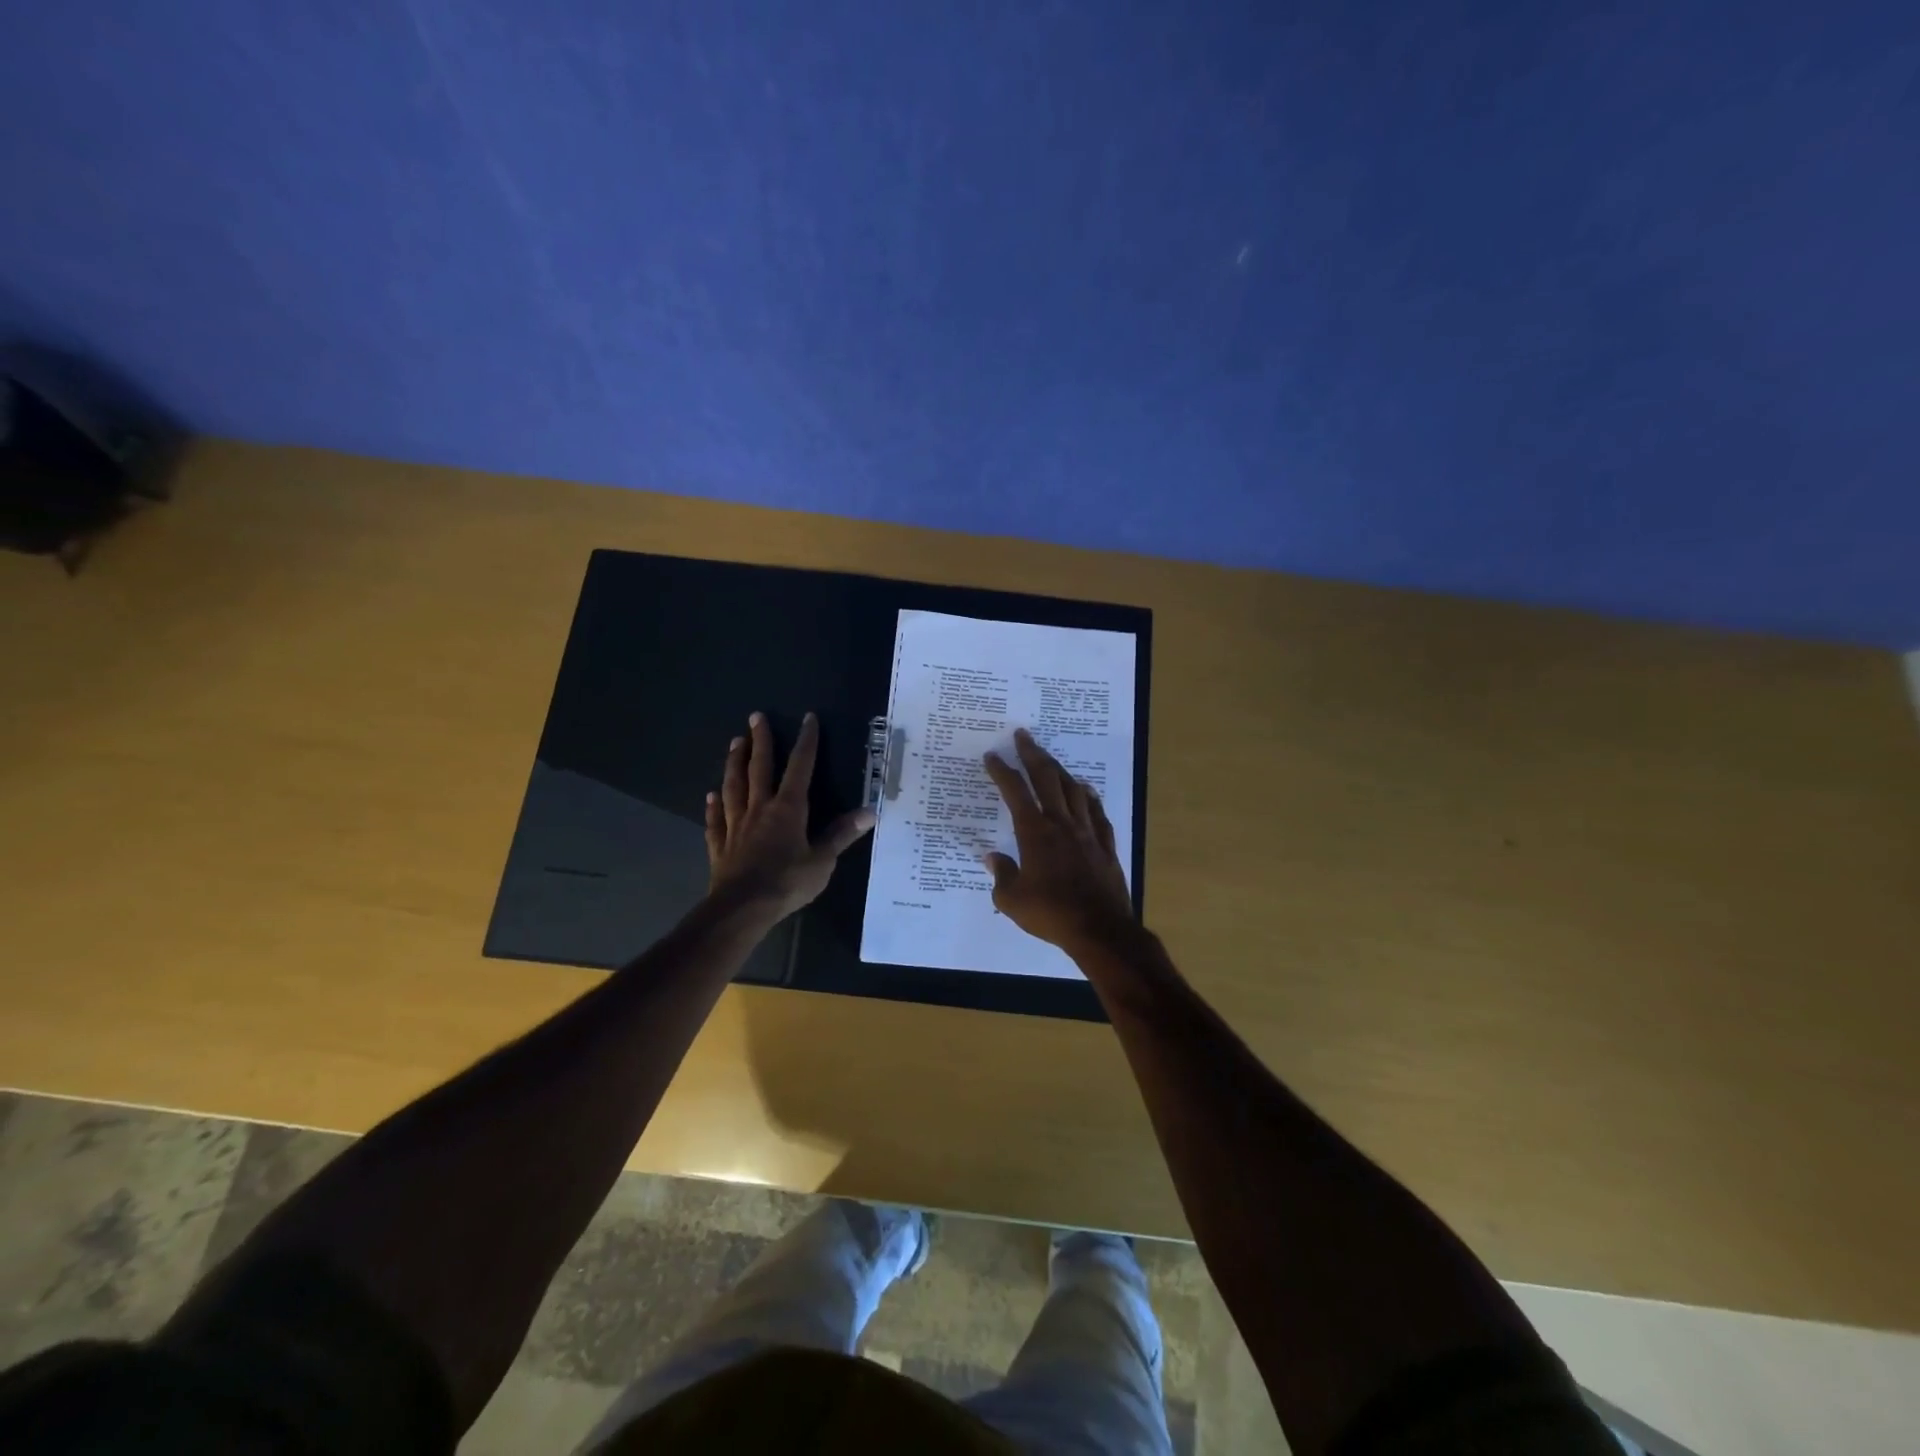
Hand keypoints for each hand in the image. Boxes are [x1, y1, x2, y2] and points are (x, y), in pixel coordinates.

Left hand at [705, 711, 873, 922]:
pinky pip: (715, 820)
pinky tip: (710, 796)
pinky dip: (713, 806)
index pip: (800, 768)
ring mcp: (736, 825)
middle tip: (755, 716)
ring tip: (733, 743)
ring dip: (734, 763)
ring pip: (734, 787)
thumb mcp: (823, 860)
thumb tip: (870, 811)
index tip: (808, 719)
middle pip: (759, 768)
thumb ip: (842, 834)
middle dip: (760, 741)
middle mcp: (760, 809)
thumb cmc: (787, 883)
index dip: (806, 742)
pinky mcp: (720, 844)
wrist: (742, 908)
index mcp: (788, 809)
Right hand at [982, 728, 1137, 956]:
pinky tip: (1086, 790)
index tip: (992, 755)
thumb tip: (992, 857)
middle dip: (1032, 754)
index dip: (1002, 771)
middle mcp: (1061, 824)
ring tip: (1050, 759)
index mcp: (1035, 833)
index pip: (1015, 792)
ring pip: (1074, 790)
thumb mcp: (1012, 900)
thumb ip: (1001, 875)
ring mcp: (1087, 832)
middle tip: (1023, 736)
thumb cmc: (1050, 914)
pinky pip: (1097, 813)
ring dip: (1060, 770)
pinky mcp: (1106, 846)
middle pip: (1047, 779)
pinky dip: (1089, 797)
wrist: (1099, 929)